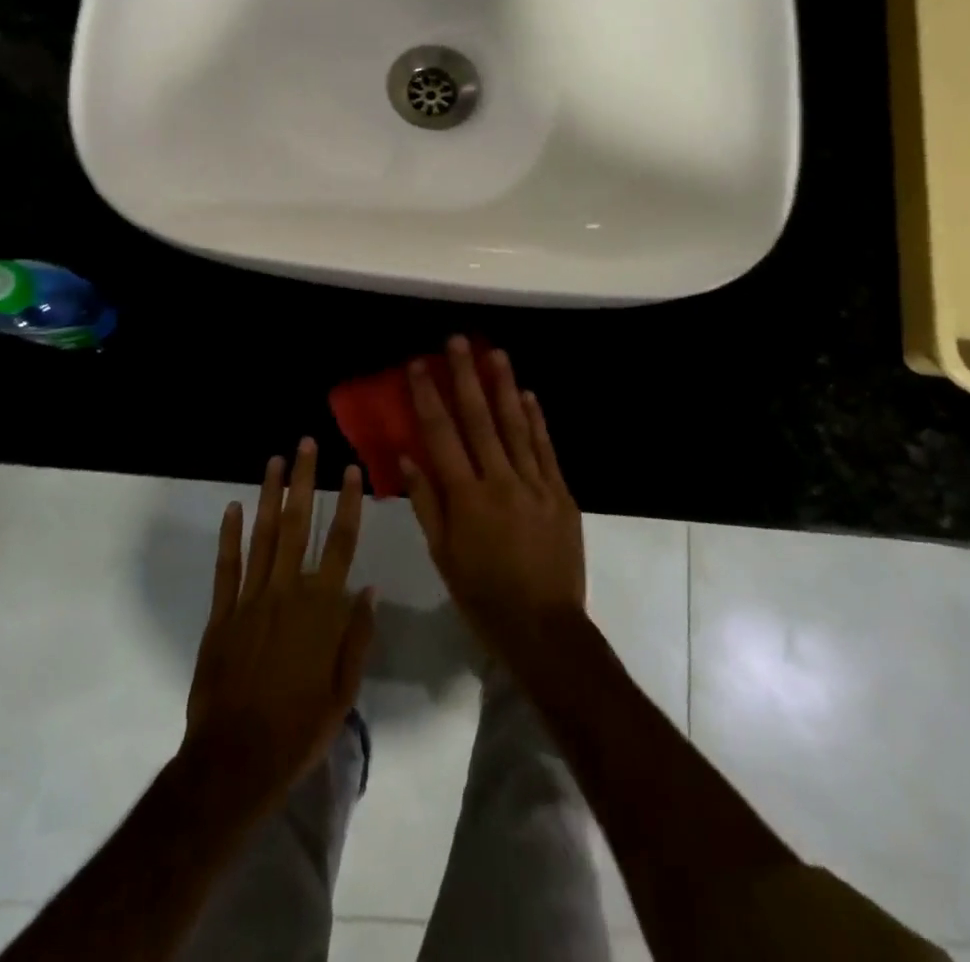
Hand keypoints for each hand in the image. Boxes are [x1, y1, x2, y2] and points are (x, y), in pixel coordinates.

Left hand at [183, 439, 374, 819]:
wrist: (235, 762)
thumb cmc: (298, 729)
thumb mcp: (344, 691)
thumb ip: (357, 637)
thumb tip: (369, 589)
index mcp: (320, 609)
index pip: (340, 543)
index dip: (348, 503)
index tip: (351, 469)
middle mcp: (286, 592)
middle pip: (297, 525)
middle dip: (302, 481)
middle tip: (304, 445)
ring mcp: (250, 600)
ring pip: (261, 536)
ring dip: (268, 495)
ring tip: (273, 461)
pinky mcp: (221, 615)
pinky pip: (226, 568)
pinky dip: (229, 536)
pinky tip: (232, 507)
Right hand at [402, 337, 584, 668]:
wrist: (545, 628)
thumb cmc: (483, 597)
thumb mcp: (443, 556)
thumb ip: (426, 502)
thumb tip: (407, 456)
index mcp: (467, 498)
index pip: (442, 436)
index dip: (429, 397)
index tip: (419, 365)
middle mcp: (501, 481)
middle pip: (480, 419)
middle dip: (466, 376)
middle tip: (457, 341)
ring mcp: (536, 484)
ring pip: (517, 426)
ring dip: (504, 386)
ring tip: (495, 352)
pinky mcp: (561, 493)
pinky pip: (546, 449)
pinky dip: (536, 420)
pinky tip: (528, 395)